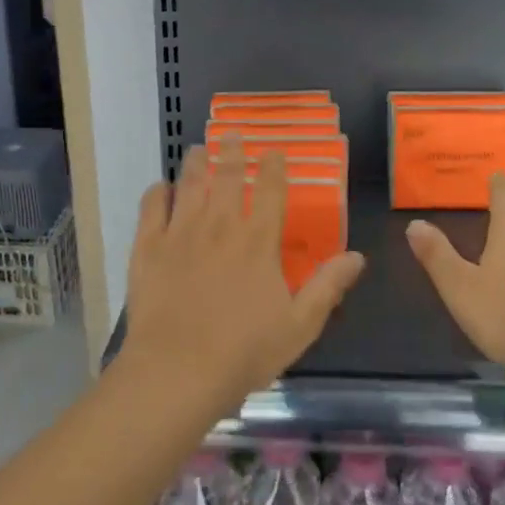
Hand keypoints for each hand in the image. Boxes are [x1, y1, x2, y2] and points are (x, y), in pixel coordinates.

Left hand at [123, 137, 365, 405]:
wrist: (178, 371)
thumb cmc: (244, 352)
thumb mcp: (300, 325)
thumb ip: (327, 286)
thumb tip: (357, 256)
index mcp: (257, 242)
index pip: (269, 191)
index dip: (274, 167)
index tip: (274, 150)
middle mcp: (218, 227)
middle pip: (225, 178)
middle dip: (231, 153)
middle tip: (232, 133)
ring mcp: (179, 235)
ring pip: (188, 186)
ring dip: (195, 164)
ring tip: (198, 148)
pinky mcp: (147, 250)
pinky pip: (150, 210)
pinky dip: (156, 194)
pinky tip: (160, 187)